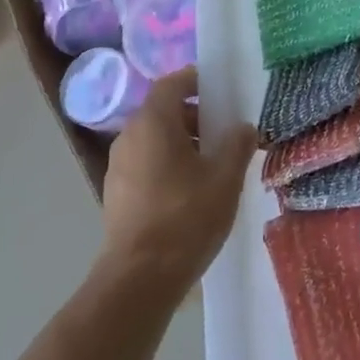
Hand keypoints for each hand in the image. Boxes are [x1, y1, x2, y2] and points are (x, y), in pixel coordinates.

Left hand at [100, 68, 255, 294]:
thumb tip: (243, 128)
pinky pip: (145, 164)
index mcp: (153, 123)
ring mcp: (118, 168)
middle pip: (163, 112)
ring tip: (212, 165)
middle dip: (194, 116)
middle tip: (224, 133)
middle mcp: (129, 137)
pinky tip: (190, 192)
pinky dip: (167, 165)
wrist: (139, 279)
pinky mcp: (116, 195)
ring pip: (154, 140)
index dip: (195, 80)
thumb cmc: (186, 217)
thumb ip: (238, 145)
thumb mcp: (225, 178)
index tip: (219, 90)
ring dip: (182, 143)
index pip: (171, 84)